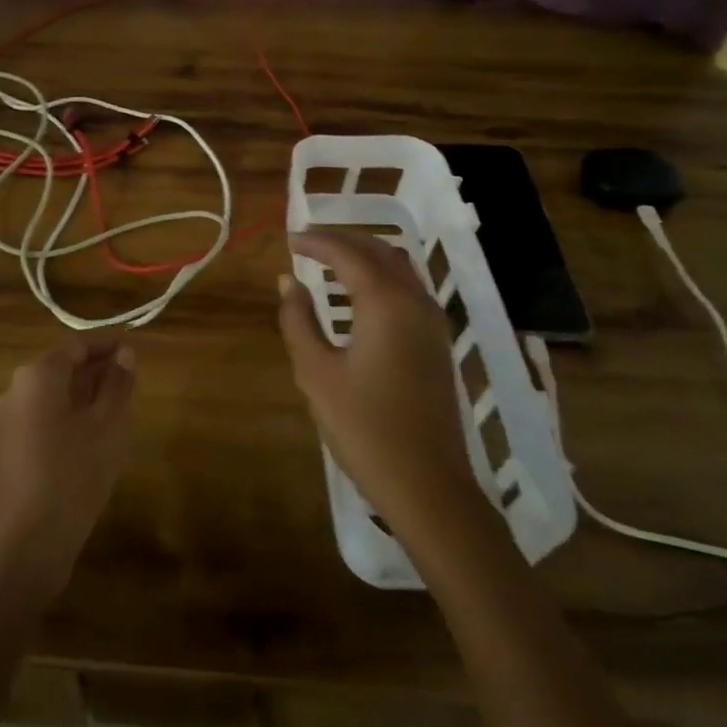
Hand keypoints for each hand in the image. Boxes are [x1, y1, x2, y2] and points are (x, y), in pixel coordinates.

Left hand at [0, 336, 136, 602]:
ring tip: (118, 405)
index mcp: (37, 376)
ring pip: (52, 395)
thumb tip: (126, 354)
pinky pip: (43, 418)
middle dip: (96, 370)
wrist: (28, 544)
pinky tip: (93, 436)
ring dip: (84, 394)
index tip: (133, 347)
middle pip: (61, 369)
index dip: (106, 345)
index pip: (76, 347)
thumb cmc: (73, 474)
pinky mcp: (8, 449)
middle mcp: (15, 390)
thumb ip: (118, 384)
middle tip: (130, 377)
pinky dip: (69, 416)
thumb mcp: (107, 425)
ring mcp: (7, 422)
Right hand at [277, 229, 480, 538]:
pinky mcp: (438, 343)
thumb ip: (299, 320)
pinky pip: (409, 289)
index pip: (347, 254)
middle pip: (379, 251)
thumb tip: (289, 282)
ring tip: (330, 260)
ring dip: (365, 255)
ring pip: (400, 267)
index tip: (289, 239)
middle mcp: (415, 302)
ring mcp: (433, 323)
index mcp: (385, 303)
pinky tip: (360, 293)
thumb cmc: (364, 428)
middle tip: (307, 242)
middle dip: (342, 240)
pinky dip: (382, 276)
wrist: (427, 486)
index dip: (316, 242)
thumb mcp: (316, 373)